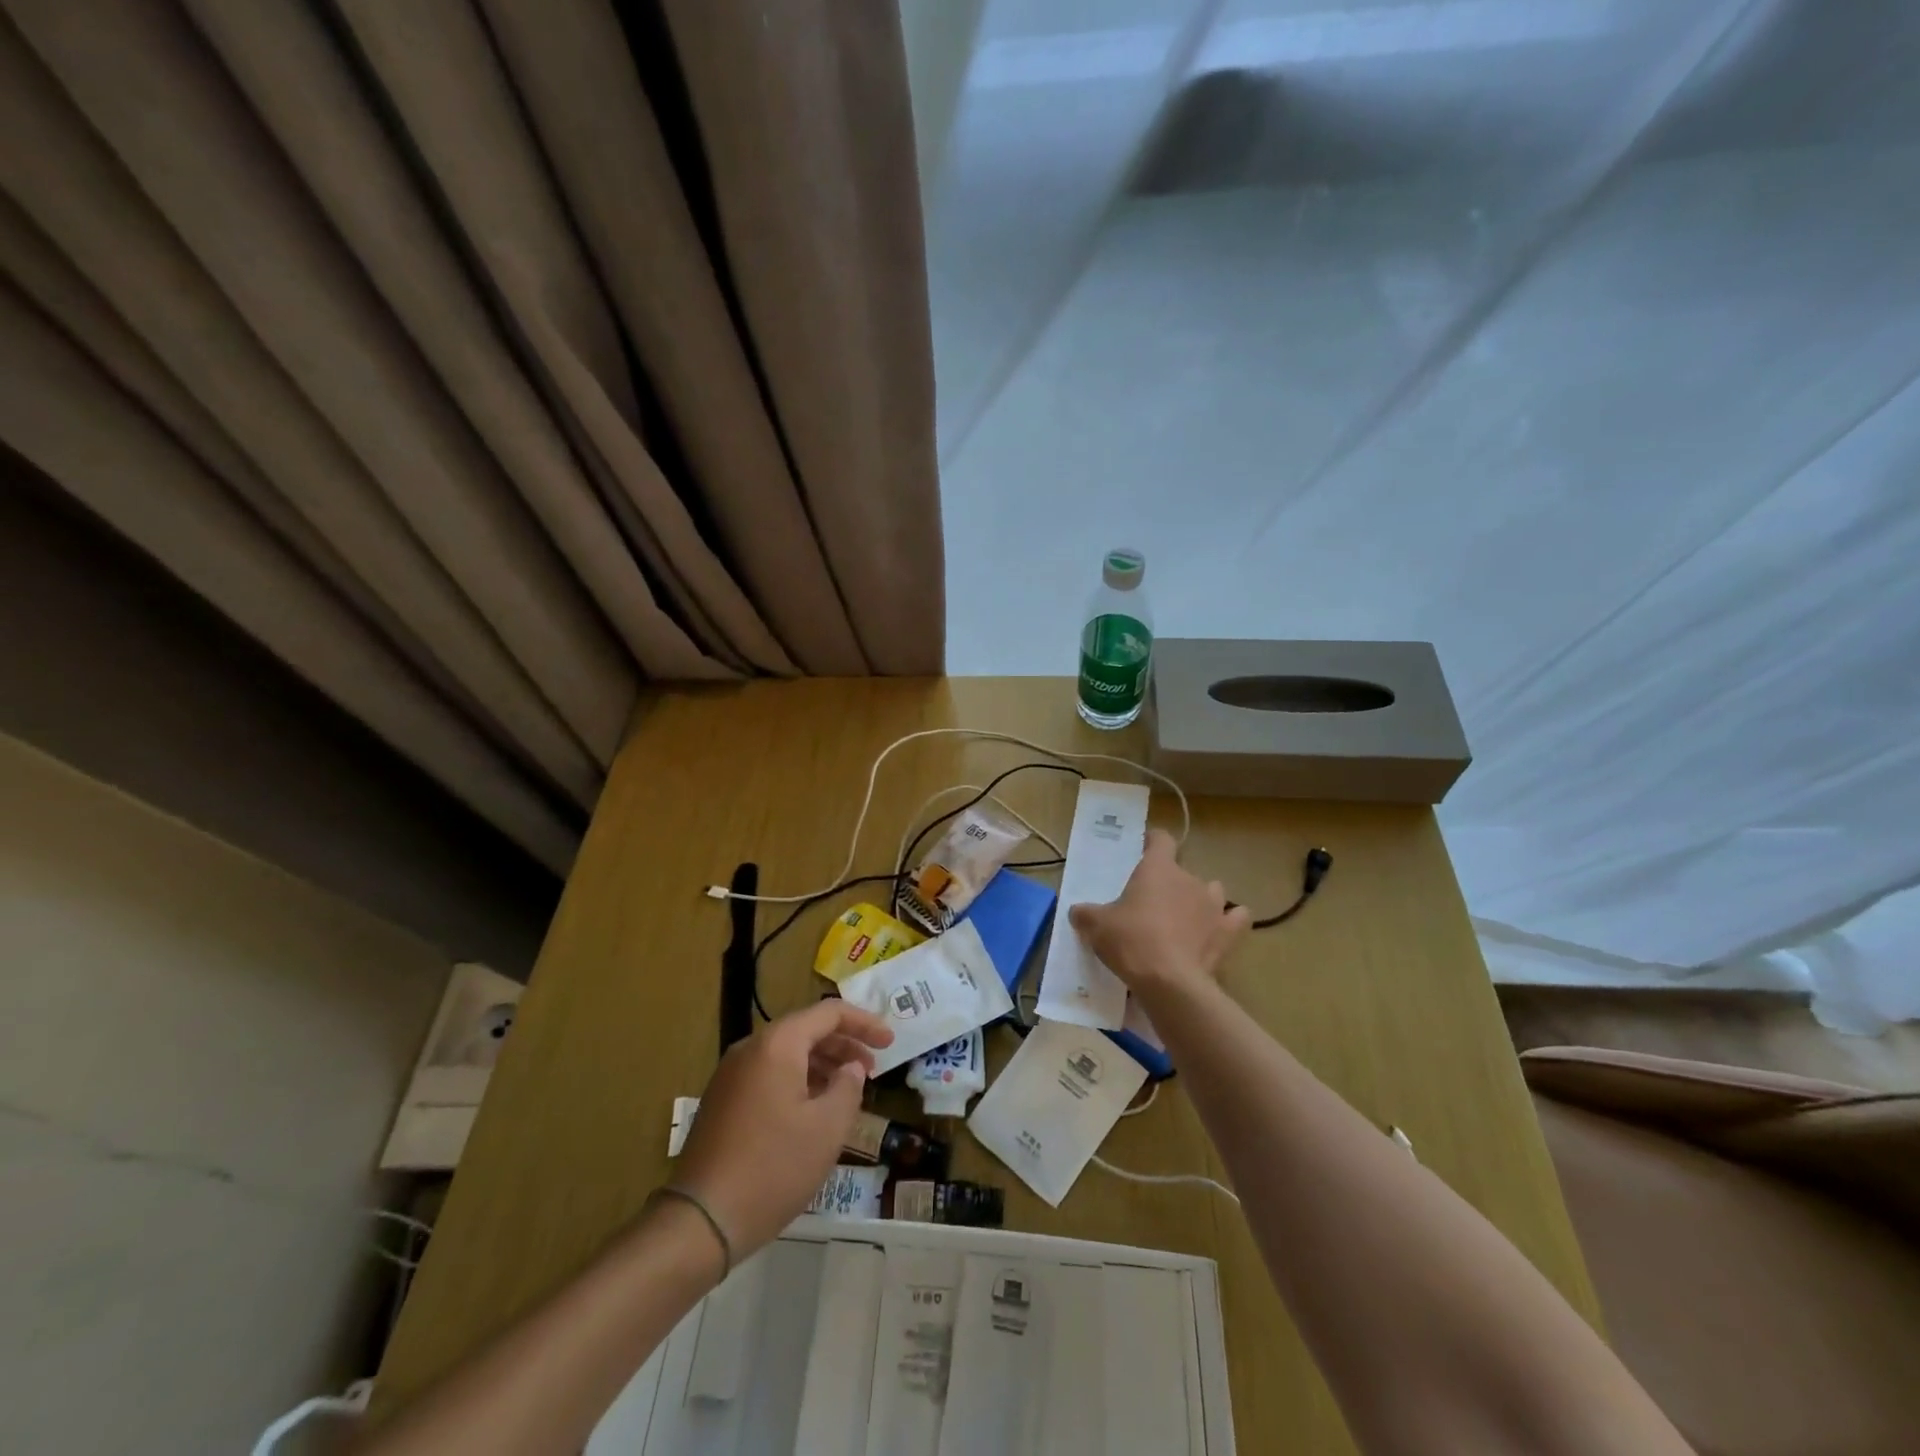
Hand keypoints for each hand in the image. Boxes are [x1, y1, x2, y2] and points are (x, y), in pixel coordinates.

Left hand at [672, 1001, 892, 1256]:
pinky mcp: (722, 1101)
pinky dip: (799, 1080)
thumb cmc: (773, 1167)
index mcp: (777, 1044)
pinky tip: (814, 1109)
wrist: (701, 1220)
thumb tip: (851, 1068)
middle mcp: (751, 1048)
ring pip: (787, 1053)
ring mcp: (731, 1075)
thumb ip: (848, 1087)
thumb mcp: (827, 1128)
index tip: (891, 1043)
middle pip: (806, 1030)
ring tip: (848, 1089)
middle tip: (874, 1067)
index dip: (864, 1023)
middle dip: (844, 1044)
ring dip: (822, 1063)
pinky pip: (769, 1074)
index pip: (829, 1013)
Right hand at [1068, 828, 1249, 1001]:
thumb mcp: (1096, 926)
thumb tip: (1078, 913)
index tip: (1145, 847)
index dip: (1153, 841)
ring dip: (1199, 899)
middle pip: (1182, 870)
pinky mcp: (1228, 933)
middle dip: (1170, 882)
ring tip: (1184, 917)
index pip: (1161, 840)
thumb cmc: (1131, 941)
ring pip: (1211, 890)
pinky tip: (1219, 930)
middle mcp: (1189, 879)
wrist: (1170, 981)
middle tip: (1151, 903)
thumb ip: (1086, 914)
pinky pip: (1236, 918)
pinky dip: (1229, 921)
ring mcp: (1214, 905)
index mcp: (1158, 868)